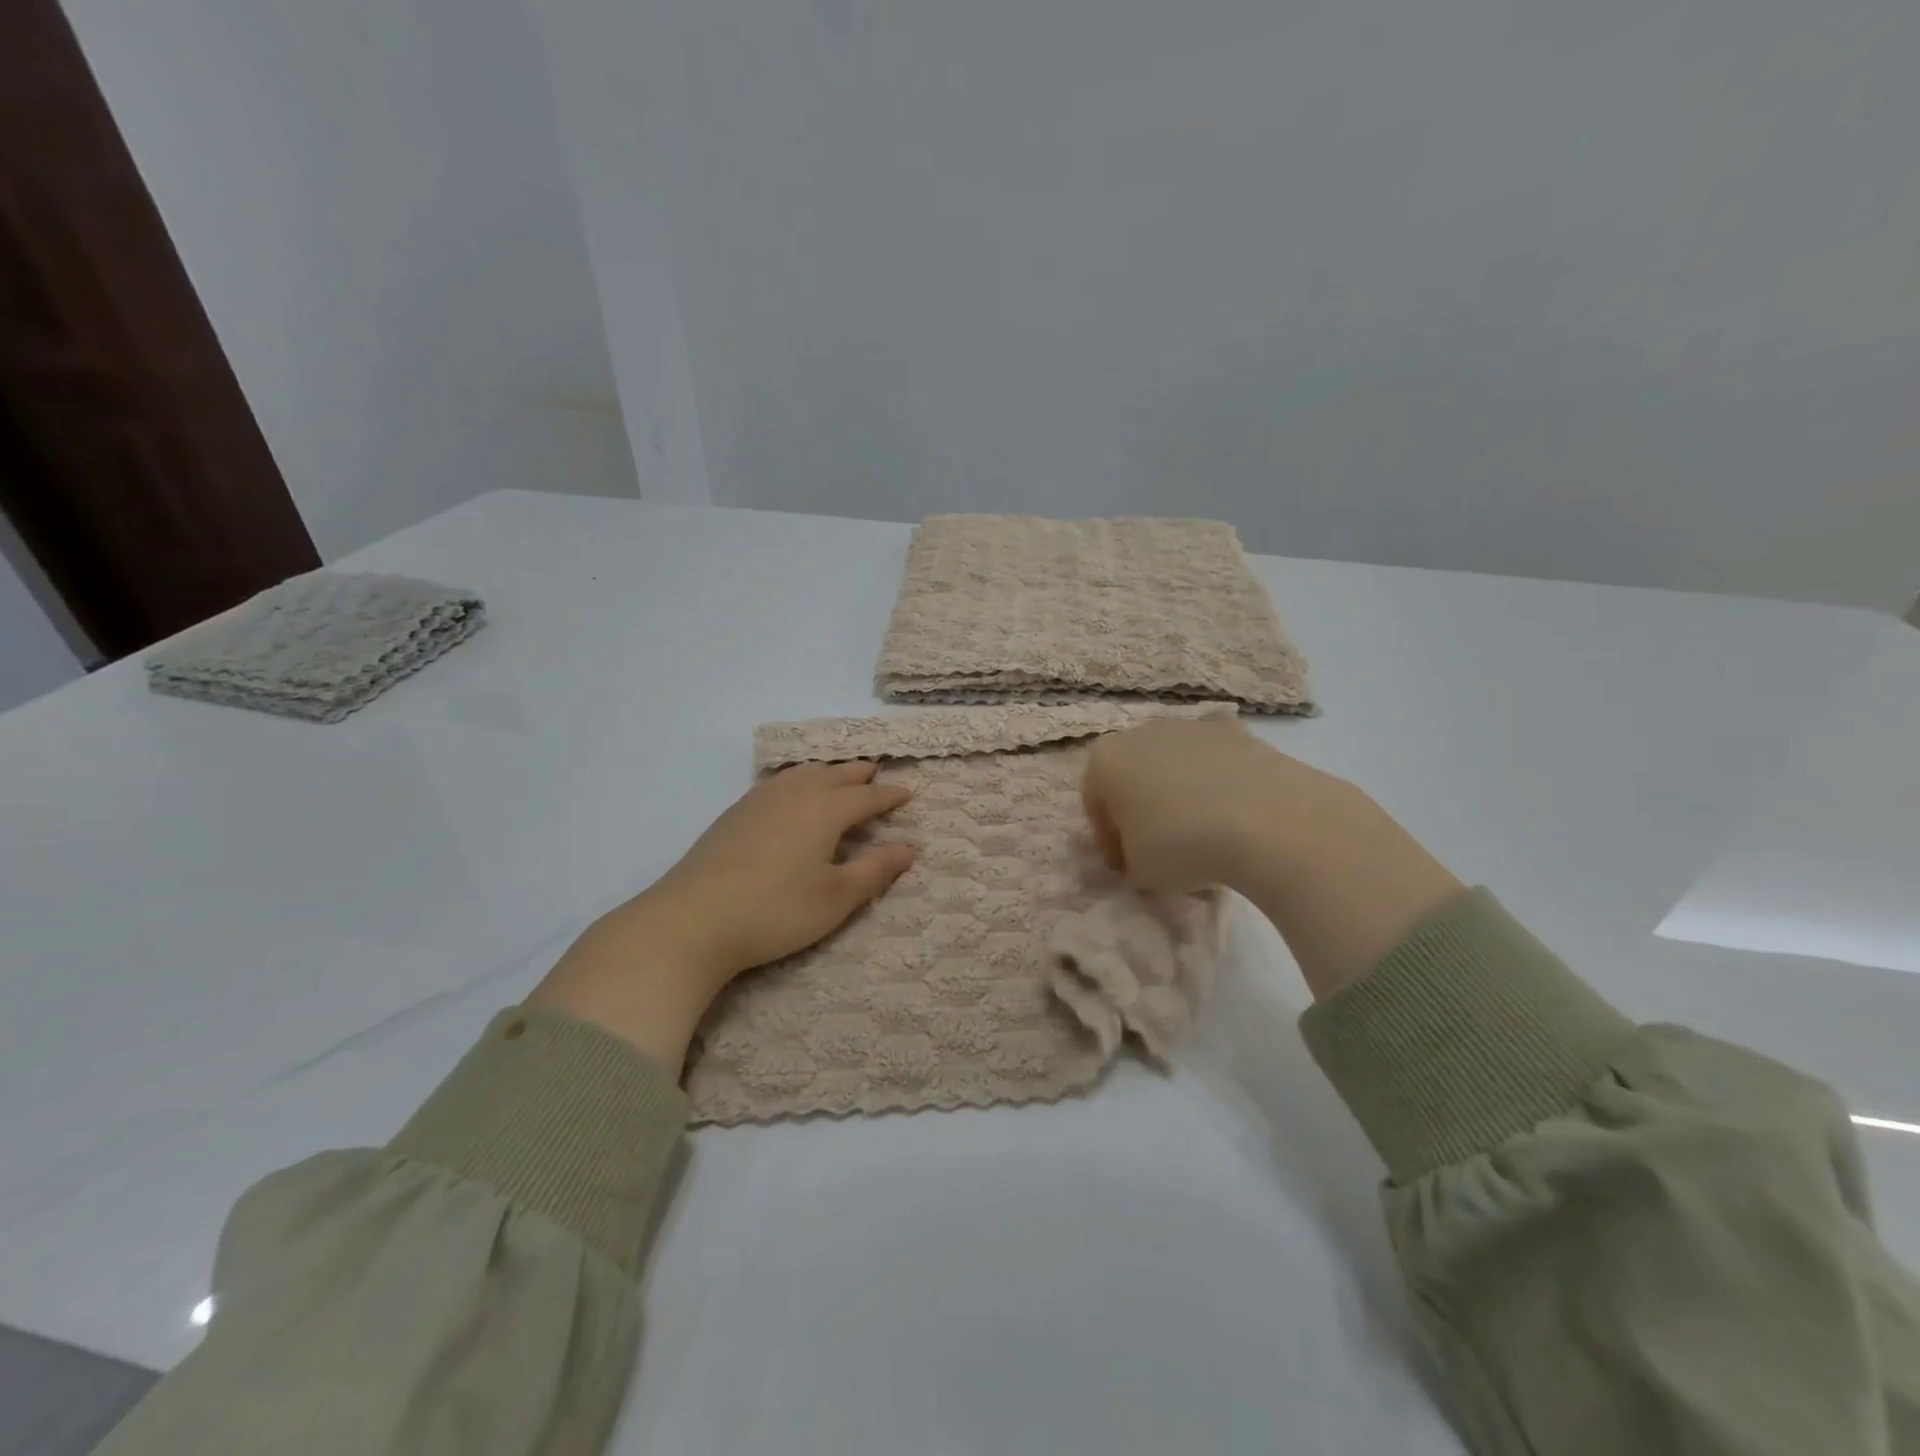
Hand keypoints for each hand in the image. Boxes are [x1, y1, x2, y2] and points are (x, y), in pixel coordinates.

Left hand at [530, 762, 915, 1070]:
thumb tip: (909, 848)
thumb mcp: (835, 898)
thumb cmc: (775, 911)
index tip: (909, 792)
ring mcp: (759, 801)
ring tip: (837, 776)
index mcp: (824, 811)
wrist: (692, 920)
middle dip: (858, 774)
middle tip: (875, 773)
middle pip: (834, 776)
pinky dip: (797, 780)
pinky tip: (790, 794)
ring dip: (826, 772)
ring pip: (802, 774)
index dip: (889, 795)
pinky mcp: (734, 814)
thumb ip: (875, 870)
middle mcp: (794, 795)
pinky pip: (778, 783)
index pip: (866, 798)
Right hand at [1082, 717, 1339, 892]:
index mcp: (1104, 760)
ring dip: (1179, 795)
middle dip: (1141, 810)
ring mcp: (1191, 726)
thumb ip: (1131, 861)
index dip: (1109, 840)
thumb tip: (1144, 856)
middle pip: (1133, 776)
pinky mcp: (1237, 731)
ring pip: (1173, 765)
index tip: (1127, 868)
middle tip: (1160, 849)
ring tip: (1203, 835)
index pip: (1095, 804)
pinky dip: (1218, 783)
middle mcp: (1141, 732)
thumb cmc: (1181, 845)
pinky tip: (1234, 816)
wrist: (1267, 820)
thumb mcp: (1139, 872)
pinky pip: (1215, 762)